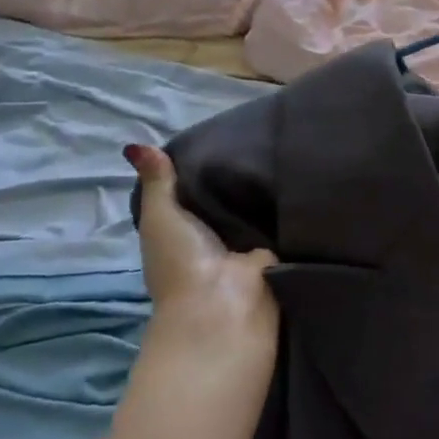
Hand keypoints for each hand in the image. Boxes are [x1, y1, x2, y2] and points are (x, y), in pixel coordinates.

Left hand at [124, 144, 278, 373]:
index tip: (224, 133)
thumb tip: (134, 143)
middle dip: (242, 176)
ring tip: (287, 150)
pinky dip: (291, 206)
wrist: (222, 305)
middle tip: (263, 136)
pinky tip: (304, 176)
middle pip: (230, 199)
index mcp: (184, 230)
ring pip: (259, 209)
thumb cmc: (182, 260)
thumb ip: (156, 181)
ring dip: (269, 190)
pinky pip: (283, 221)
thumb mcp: (161, 215)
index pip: (196, 192)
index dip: (205, 167)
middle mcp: (216, 237)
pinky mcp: (278, 251)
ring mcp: (248, 246)